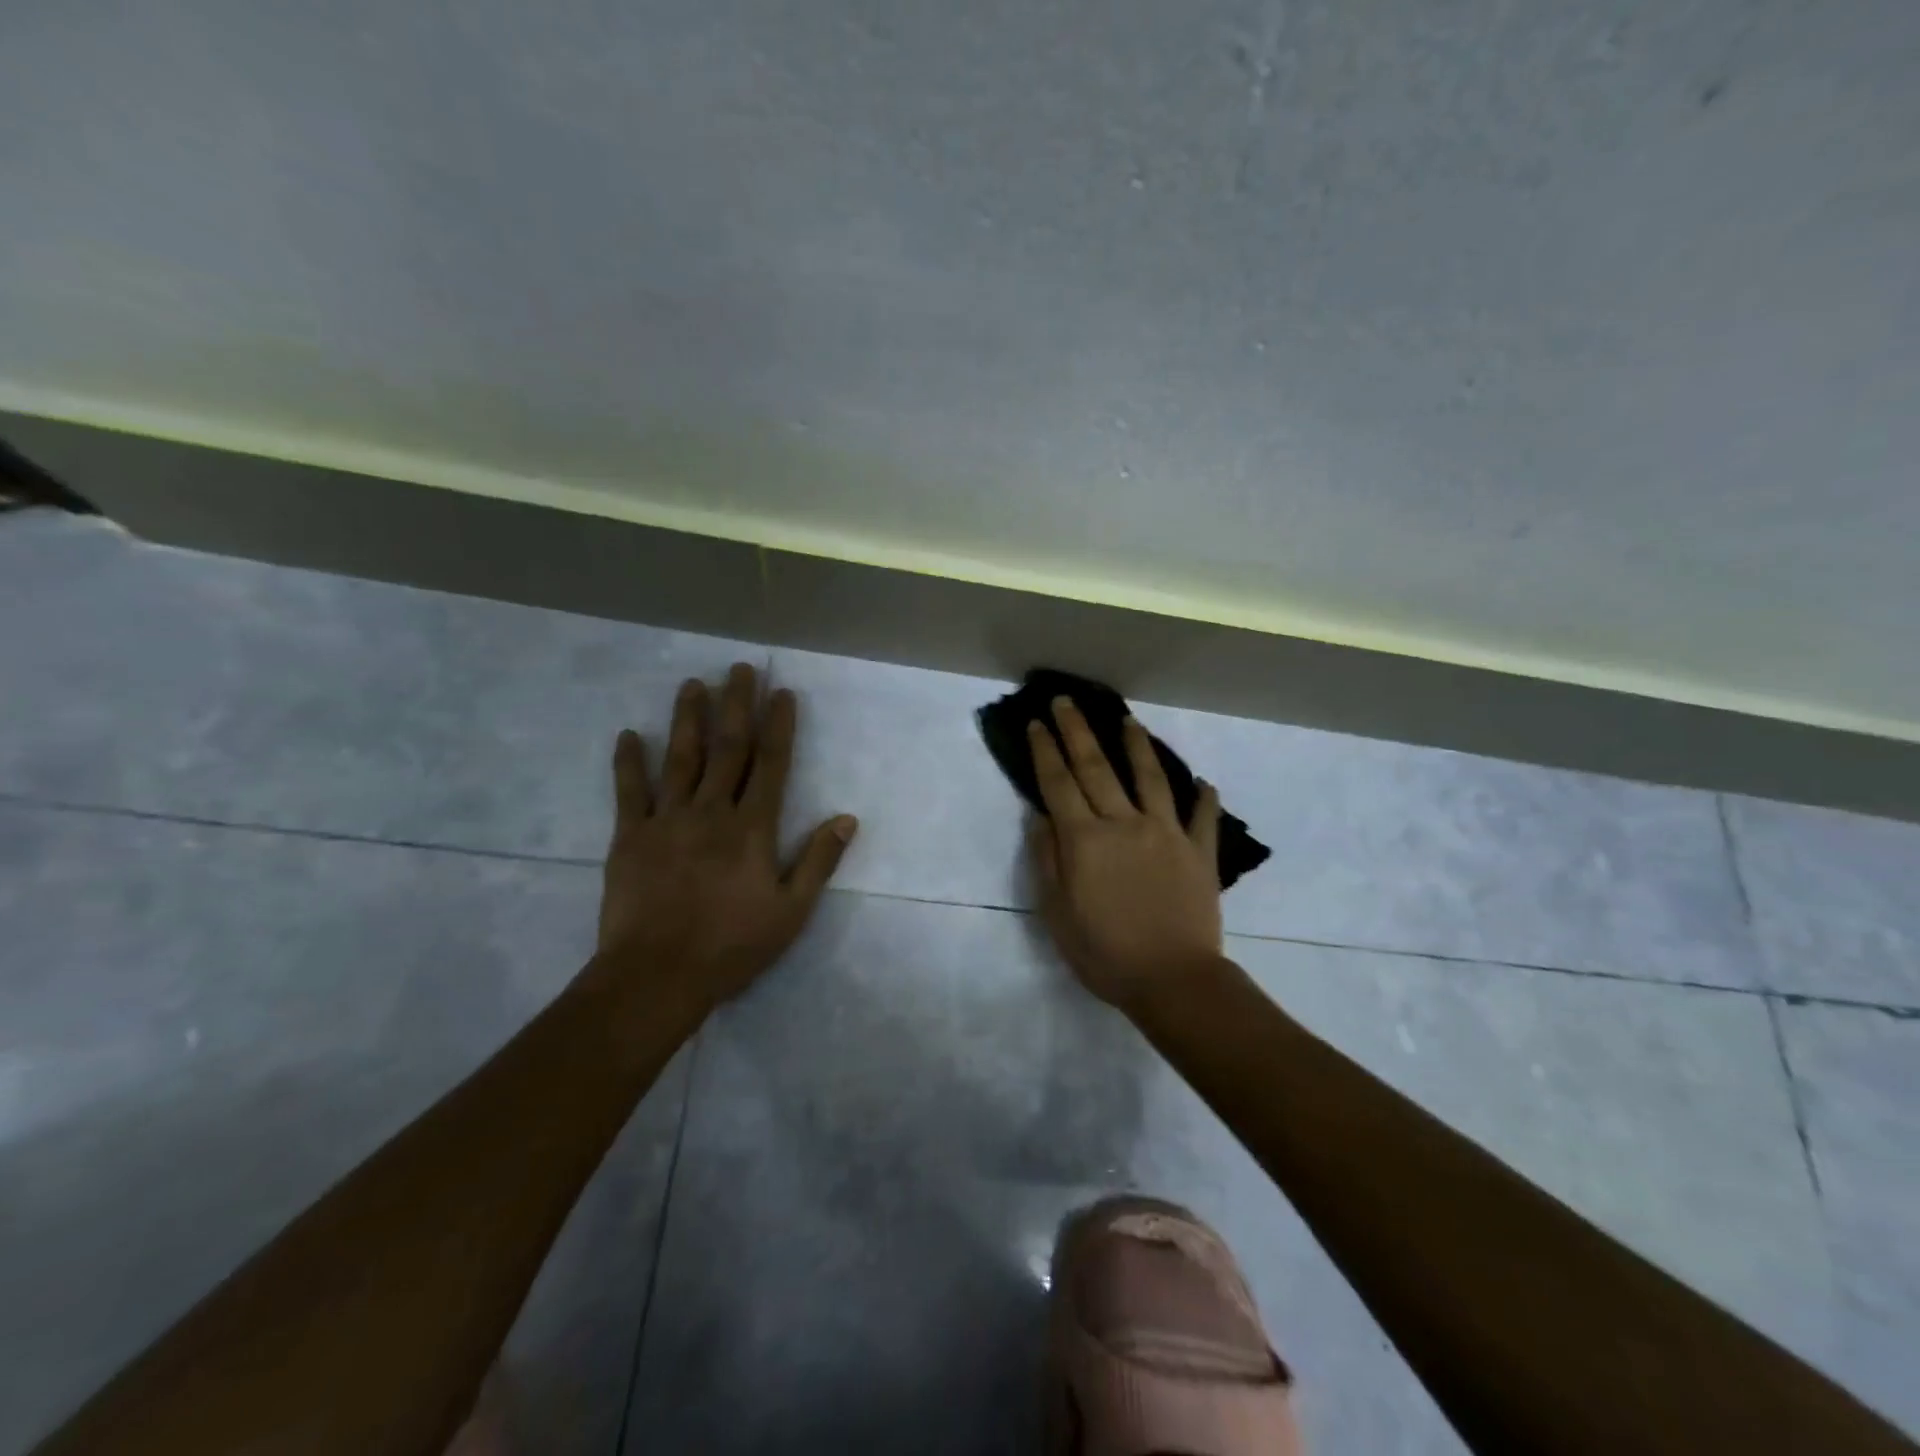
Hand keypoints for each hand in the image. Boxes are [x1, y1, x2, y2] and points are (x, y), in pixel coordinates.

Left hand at [595, 663, 856, 1013]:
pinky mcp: (629, 837)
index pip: (771, 764)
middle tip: (739, 668)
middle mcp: (711, 812)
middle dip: (736, 705)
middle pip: (728, 749)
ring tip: (693, 684)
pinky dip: (629, 762)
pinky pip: (629, 792)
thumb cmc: (732, 946)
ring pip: (680, 759)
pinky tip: (629, 734)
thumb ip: (819, 861)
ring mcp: (666, 820)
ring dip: (688, 718)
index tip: (781, 693)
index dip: (778, 726)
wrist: (656, 976)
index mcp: (752, 828)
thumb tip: (847, 818)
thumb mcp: (792, 912)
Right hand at [1026, 698, 1222, 1011]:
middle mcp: (1123, 823)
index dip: (1044, 750)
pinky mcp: (1199, 852)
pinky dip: (1204, 797)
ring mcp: (1166, 833)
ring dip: (1137, 746)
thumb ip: (1046, 859)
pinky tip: (1204, 782)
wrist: (1172, 980)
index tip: (1036, 722)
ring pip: (1150, 778)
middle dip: (1077, 731)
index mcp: (1085, 839)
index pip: (1058, 783)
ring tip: (1128, 720)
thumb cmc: (1104, 952)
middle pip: (1096, 768)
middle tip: (1067, 701)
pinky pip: (1202, 817)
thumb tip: (1039, 816)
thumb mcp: (1057, 913)